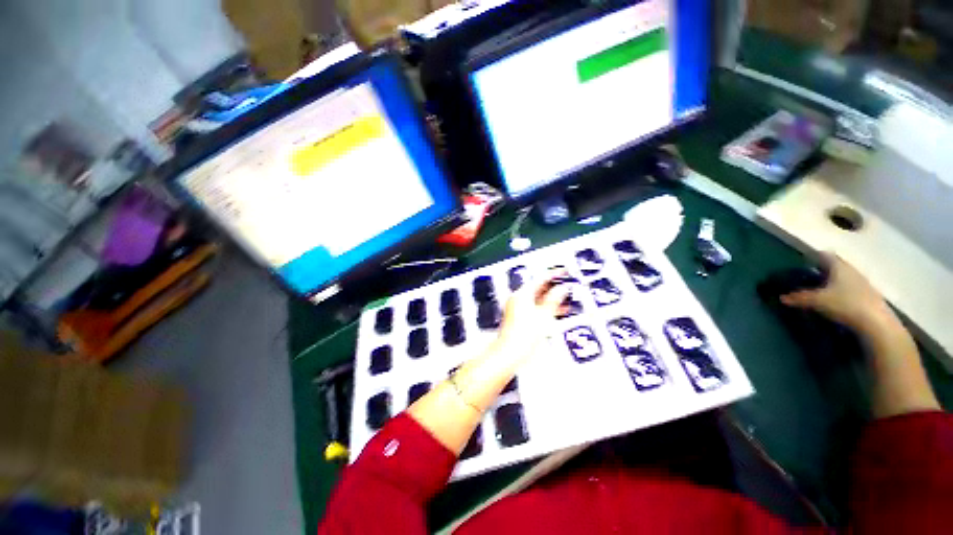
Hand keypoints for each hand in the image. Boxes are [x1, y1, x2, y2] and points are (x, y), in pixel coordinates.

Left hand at [492, 270, 571, 365]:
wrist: (511, 353)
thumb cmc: (523, 335)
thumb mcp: (544, 315)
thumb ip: (554, 299)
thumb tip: (562, 288)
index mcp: (522, 294)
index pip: (540, 279)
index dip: (554, 275)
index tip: (564, 272)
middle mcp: (518, 299)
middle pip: (538, 288)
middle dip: (554, 287)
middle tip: (567, 285)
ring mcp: (517, 308)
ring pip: (538, 298)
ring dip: (551, 298)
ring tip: (566, 298)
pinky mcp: (519, 317)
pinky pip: (535, 307)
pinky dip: (546, 307)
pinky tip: (556, 310)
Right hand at [780, 253, 895, 333]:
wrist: (876, 322)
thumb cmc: (845, 304)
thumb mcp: (817, 301)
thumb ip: (799, 298)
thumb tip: (781, 297)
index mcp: (839, 266)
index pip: (824, 255)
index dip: (814, 256)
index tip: (804, 260)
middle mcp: (851, 270)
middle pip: (835, 266)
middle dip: (823, 270)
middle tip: (810, 277)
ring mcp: (863, 283)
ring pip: (844, 277)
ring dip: (834, 281)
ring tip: (822, 290)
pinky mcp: (869, 295)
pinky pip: (852, 288)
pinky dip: (843, 291)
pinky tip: (837, 301)